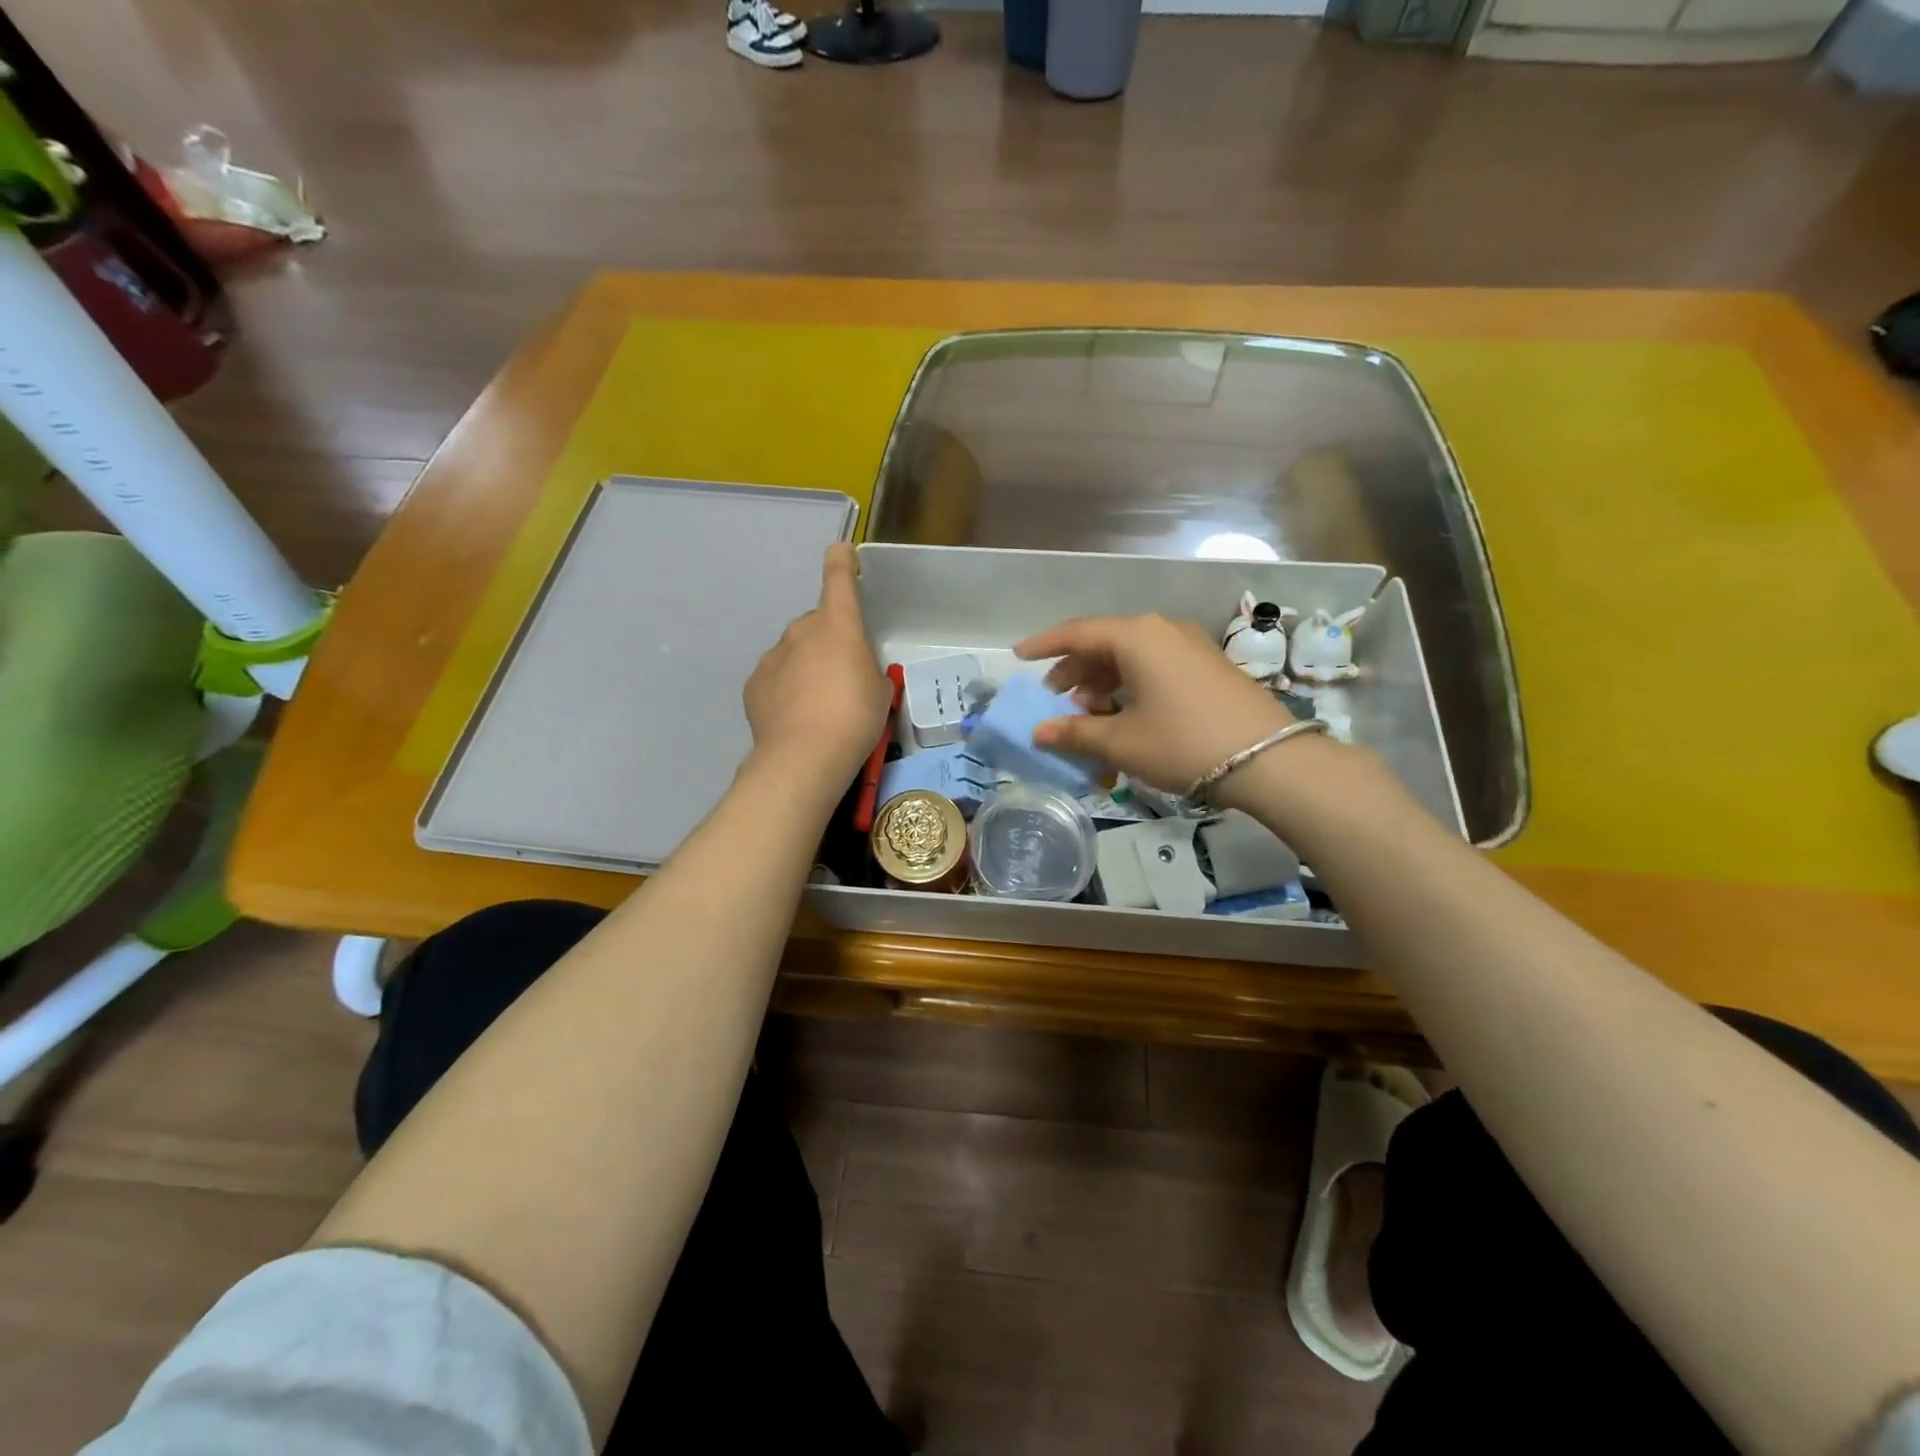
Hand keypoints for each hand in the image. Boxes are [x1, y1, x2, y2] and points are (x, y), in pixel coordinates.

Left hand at [742, 543, 890, 790]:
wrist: (805, 756)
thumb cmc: (855, 717)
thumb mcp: (880, 692)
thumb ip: (868, 671)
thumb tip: (855, 673)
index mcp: (838, 626)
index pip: (839, 581)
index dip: (841, 563)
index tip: (840, 550)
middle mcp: (802, 632)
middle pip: (816, 625)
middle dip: (828, 642)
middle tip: (842, 678)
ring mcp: (773, 657)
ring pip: (794, 653)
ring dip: (806, 668)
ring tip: (817, 706)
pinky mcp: (754, 684)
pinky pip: (775, 678)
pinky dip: (785, 690)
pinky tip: (795, 718)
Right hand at [1013, 614, 1294, 794]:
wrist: (1270, 759)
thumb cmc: (1183, 743)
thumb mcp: (1122, 742)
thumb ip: (1075, 733)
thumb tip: (1039, 733)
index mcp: (1136, 637)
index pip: (1077, 633)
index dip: (1044, 645)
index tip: (1019, 655)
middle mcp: (1162, 630)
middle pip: (1105, 641)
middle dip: (1075, 668)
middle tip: (1054, 695)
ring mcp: (1190, 646)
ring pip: (1131, 654)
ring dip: (1102, 679)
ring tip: (1088, 711)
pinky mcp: (1207, 666)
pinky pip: (1155, 664)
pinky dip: (1130, 683)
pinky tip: (1125, 711)